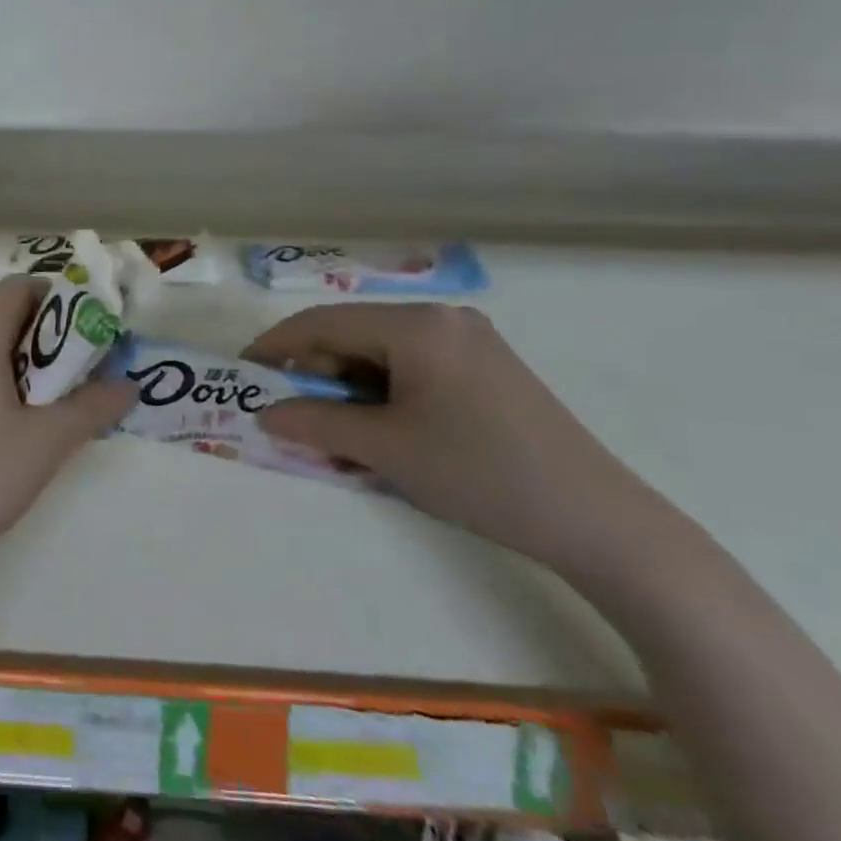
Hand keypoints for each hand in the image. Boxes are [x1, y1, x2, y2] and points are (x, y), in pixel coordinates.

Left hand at [0, 276, 136, 599]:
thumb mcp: (45, 444)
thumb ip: (91, 408)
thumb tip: (129, 385)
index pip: (15, 288)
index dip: (56, 297)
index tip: (87, 330)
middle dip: (43, 336)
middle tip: (76, 373)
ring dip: (16, 363)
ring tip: (45, 406)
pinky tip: (1, 433)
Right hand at [247, 303, 669, 575]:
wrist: (597, 520)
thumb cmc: (479, 473)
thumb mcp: (386, 448)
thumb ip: (316, 422)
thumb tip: (265, 414)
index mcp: (417, 325)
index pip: (324, 322)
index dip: (277, 346)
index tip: (243, 373)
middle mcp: (442, 319)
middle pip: (354, 336)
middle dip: (316, 374)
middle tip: (289, 415)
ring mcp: (469, 343)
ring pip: (383, 356)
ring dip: (349, 390)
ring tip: (333, 435)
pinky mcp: (486, 370)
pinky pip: (414, 371)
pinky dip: (384, 397)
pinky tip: (380, 433)